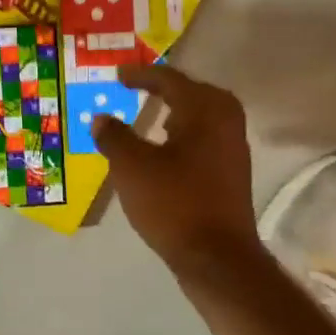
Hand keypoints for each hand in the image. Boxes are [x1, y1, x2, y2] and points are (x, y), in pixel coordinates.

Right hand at [94, 64, 270, 282]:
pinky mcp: (232, 175)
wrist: (217, 258)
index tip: (118, 76)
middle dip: (167, 90)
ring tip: (152, 119)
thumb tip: (102, 119)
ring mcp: (233, 150)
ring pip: (204, 117)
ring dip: (178, 113)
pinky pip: (207, 139)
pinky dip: (185, 135)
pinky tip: (165, 153)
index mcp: (204, 112)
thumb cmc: (173, 203)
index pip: (171, 80)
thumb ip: (114, 137)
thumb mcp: (131, 167)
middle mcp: (225, 123)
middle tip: (141, 90)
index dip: (142, 76)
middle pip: (195, 93)